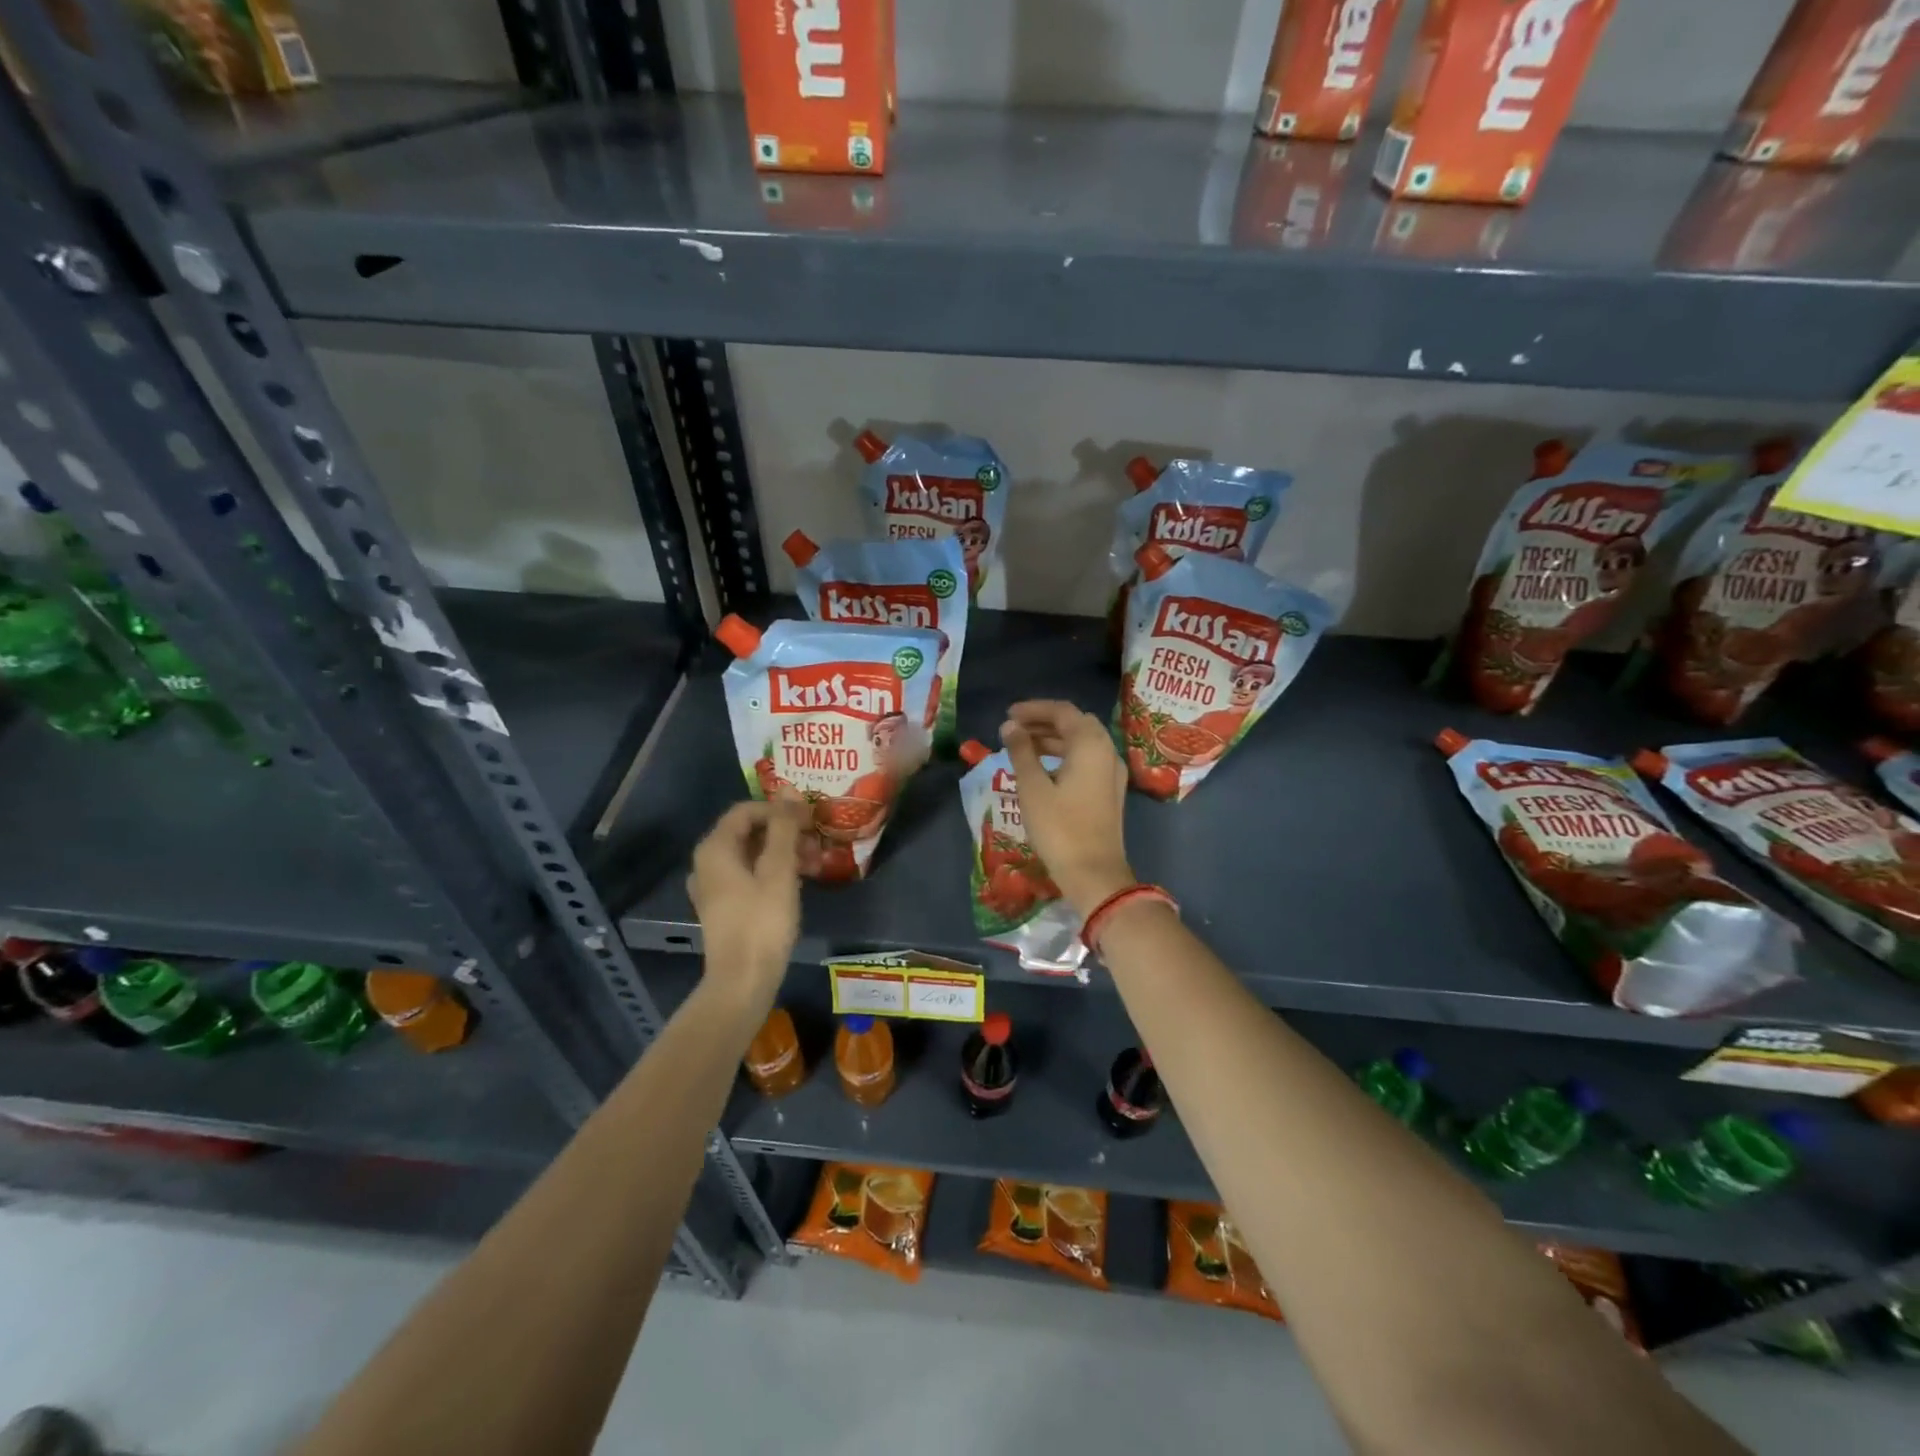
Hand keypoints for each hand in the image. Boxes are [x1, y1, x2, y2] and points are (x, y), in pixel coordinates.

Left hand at [687, 796, 805, 1007]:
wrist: (743, 981)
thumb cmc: (762, 921)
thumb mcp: (779, 869)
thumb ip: (783, 827)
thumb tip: (787, 789)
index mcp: (715, 849)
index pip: (746, 810)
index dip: (779, 809)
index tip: (809, 819)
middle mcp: (708, 863)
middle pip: (749, 832)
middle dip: (785, 832)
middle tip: (816, 842)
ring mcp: (714, 887)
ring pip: (752, 855)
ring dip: (784, 853)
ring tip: (815, 864)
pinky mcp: (724, 908)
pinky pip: (750, 876)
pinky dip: (774, 873)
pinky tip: (799, 883)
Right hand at [1001, 700, 1134, 915]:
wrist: (1094, 873)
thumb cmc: (1059, 828)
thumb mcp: (1033, 787)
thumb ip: (1021, 752)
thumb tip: (1010, 727)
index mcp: (1091, 744)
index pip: (1062, 711)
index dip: (1033, 709)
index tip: (1007, 715)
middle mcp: (1107, 751)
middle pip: (1075, 723)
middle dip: (1044, 722)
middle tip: (1014, 729)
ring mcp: (1113, 772)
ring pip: (1082, 742)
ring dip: (1053, 739)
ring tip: (1022, 747)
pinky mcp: (1110, 791)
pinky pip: (1087, 760)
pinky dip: (1064, 755)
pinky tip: (1043, 769)